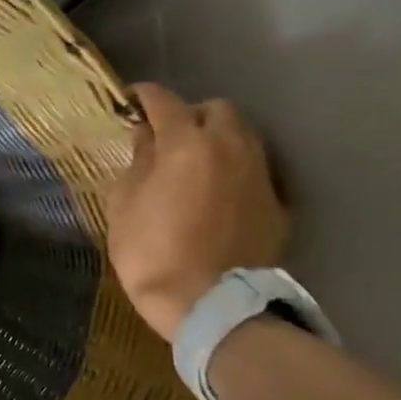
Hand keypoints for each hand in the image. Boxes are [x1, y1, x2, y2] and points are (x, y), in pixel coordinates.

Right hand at [106, 83, 288, 341]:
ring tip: (194, 163)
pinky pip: (254, 170)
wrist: (209, 303)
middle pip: (216, 110)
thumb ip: (137, 162)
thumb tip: (147, 137)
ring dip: (217, 140)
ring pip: (242, 136)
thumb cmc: (151, 252)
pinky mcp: (276, 203)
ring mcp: (259, 175)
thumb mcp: (124, 204)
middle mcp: (231, 147)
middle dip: (191, 115)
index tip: (131, 100)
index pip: (164, 102)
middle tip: (168, 137)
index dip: (144, 97)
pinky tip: (216, 194)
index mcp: (187, 144)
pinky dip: (234, 170)